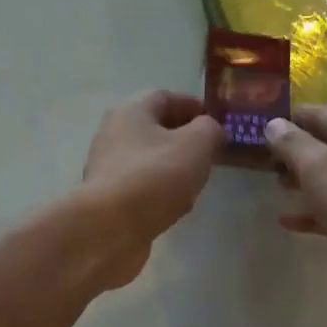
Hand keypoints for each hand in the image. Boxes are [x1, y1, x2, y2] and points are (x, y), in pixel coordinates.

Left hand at [79, 90, 224, 287]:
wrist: (110, 228)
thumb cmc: (155, 176)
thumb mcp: (196, 145)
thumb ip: (209, 130)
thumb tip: (210, 129)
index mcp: (131, 111)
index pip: (165, 97)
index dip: (194, 106)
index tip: (218, 123)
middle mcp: (113, 134)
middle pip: (155, 130)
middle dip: (185, 140)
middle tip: (210, 155)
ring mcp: (108, 169)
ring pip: (149, 161)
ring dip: (174, 169)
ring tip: (197, 183)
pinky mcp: (109, 200)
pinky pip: (142, 188)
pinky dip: (161, 193)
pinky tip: (177, 209)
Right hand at [265, 105, 326, 321]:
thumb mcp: (320, 166)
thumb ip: (293, 144)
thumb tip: (273, 124)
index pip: (320, 113)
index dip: (290, 117)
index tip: (256, 124)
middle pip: (325, 146)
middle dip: (294, 150)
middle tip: (259, 158)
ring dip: (302, 180)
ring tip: (272, 185)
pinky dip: (311, 213)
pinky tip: (286, 220)